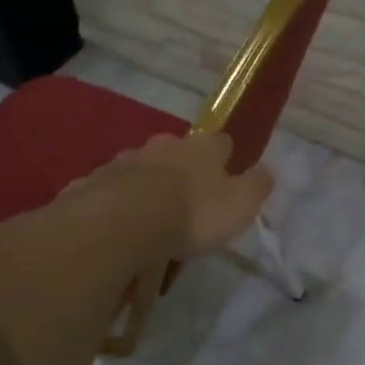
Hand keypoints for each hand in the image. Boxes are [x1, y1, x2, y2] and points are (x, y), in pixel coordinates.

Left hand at [79, 131, 272, 258]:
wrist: (123, 221)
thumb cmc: (192, 212)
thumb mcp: (240, 205)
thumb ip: (257, 186)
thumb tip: (267, 170)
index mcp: (203, 148)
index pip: (221, 142)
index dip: (226, 157)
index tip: (227, 174)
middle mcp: (164, 146)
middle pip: (177, 150)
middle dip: (182, 167)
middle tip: (186, 196)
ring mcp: (127, 160)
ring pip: (142, 166)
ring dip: (147, 182)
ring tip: (150, 211)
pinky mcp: (96, 180)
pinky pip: (112, 187)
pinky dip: (117, 199)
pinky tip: (118, 220)